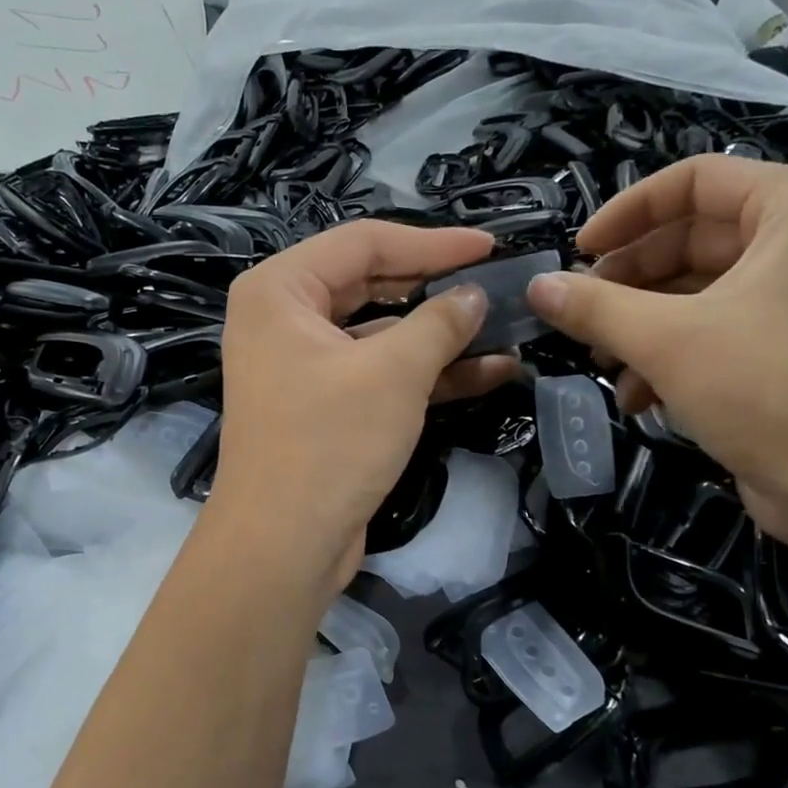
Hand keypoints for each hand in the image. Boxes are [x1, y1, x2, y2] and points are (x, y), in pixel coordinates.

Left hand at [210, 221, 518, 587]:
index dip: (433, 242)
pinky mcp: (325, 408)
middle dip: (437, 288)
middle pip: (372, 284)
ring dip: (441, 336)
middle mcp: (284, 319)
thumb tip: (474, 295)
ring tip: (506, 329)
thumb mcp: (394, 373)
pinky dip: (427, 374)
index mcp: (280, 290)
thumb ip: (440, 323)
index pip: (365, 242)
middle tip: (498, 283)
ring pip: (381, 334)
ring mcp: (304, 366)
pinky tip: (488, 373)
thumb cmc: (330, 443)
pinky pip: (380, 374)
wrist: (284, 545)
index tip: (490, 246)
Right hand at [526, 155, 787, 542]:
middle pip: (692, 239)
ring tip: (601, 364)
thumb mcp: (667, 341)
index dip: (627, 212)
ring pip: (698, 292)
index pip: (695, 179)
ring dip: (641, 326)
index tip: (578, 253)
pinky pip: (717, 332)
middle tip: (579, 315)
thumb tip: (536, 287)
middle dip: (628, 282)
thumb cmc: (769, 389)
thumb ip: (595, 308)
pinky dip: (672, 357)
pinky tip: (638, 399)